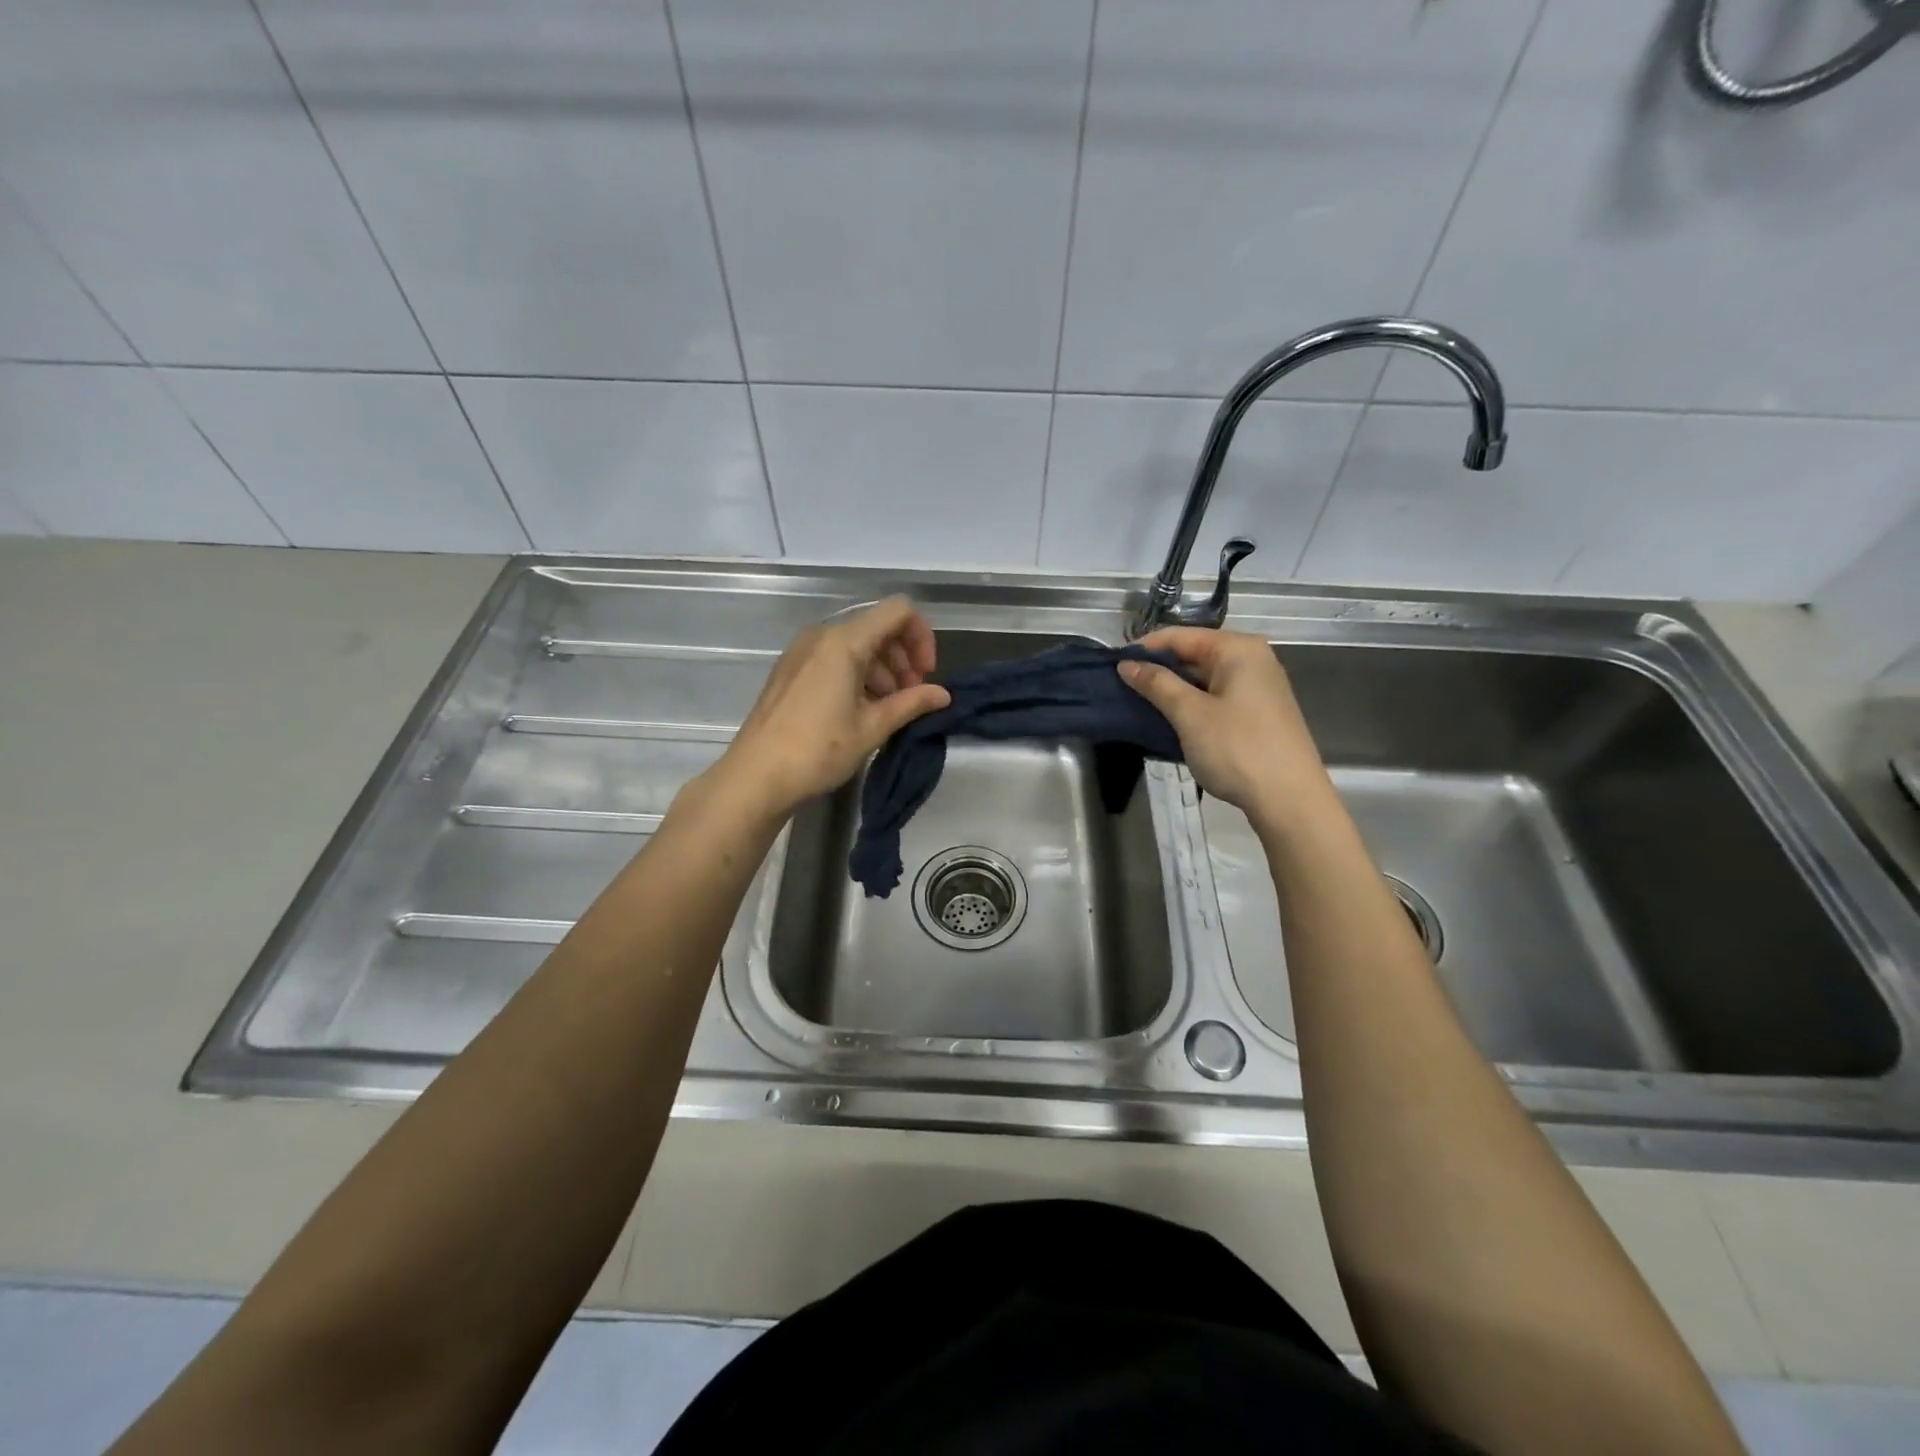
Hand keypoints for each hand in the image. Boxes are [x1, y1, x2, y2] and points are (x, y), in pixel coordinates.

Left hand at [715, 597, 950, 816]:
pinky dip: (857, 673)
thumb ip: (911, 704)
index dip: (922, 637)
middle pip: (878, 626)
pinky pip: (834, 656)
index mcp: (844, 641)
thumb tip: (943, 695)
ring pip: (856, 642)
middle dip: (903, 656)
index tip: (926, 676)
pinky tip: (861, 709)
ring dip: (882, 668)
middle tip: (911, 696)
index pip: (899, 612)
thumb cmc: (818, 750)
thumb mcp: (872, 728)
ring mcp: (802, 651)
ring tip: (888, 707)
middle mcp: (822, 635)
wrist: (756, 776)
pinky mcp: (791, 669)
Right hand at [1118, 627, 1332, 829]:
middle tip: (1121, 688)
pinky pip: (1216, 697)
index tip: (1112, 666)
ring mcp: (1258, 687)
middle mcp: (1252, 659)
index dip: (1144, 649)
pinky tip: (1169, 721)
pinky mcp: (1258, 713)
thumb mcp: (1190, 714)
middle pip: (1193, 654)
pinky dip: (1191, 705)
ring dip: (1172, 691)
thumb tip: (1127, 664)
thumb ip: (1157, 684)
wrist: (1289, 799)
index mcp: (1238, 649)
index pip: (1180, 636)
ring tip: (1138, 706)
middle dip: (1158, 671)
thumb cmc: (1237, 749)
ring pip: (1203, 678)